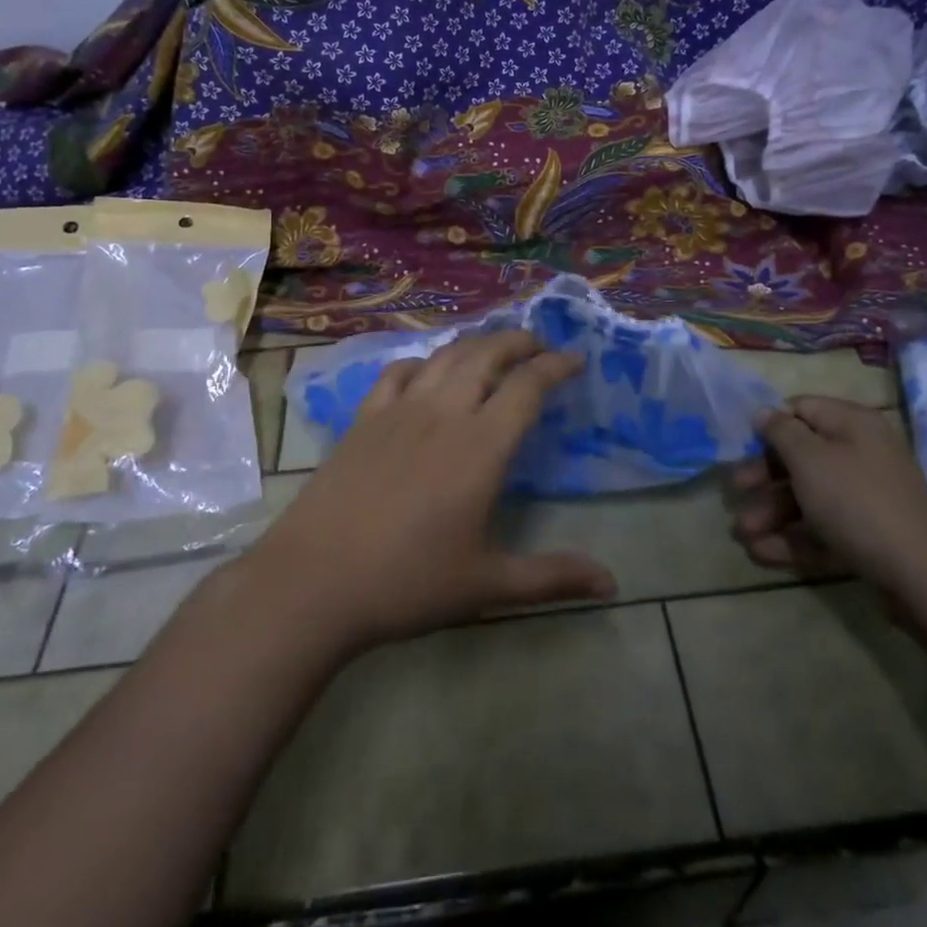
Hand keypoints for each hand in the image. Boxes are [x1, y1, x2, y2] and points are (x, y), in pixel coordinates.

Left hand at [244, 331, 616, 650]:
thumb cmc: (408, 582)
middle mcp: (443, 414)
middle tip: (539, 346)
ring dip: (476, 343)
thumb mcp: (487, 584)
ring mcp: (399, 411)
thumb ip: (552, 577)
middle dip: (519, 342)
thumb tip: (611, 583)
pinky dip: (422, 362)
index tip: (576, 359)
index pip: (527, 386)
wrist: (315, 581)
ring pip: (445, 357)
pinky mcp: (364, 419)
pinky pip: (398, 373)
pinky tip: (428, 373)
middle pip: (487, 355)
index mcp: (480, 446)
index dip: (556, 366)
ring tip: (493, 349)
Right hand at [731, 396, 926, 599]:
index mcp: (852, 424)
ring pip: (808, 496)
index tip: (742, 444)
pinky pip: (822, 528)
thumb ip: (781, 432)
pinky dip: (792, 537)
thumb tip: (763, 411)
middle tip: (736, 490)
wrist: (923, 576)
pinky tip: (761, 552)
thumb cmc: (857, 502)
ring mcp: (865, 497)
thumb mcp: (810, 459)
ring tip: (742, 534)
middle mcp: (861, 454)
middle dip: (764, 476)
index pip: (802, 409)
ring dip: (771, 512)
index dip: (770, 424)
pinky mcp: (867, 535)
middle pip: (801, 456)